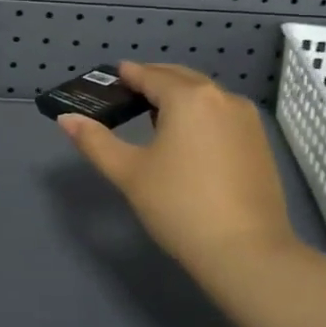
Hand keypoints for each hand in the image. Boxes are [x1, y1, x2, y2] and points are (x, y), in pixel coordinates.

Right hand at [57, 62, 298, 273]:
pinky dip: (201, 113)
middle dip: (154, 80)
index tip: (113, 76)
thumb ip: (96, 142)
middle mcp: (222, 97)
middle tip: (129, 92)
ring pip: (205, 95)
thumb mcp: (130, 173)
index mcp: (188, 97)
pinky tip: (188, 138)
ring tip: (155, 115)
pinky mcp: (259, 141)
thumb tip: (66, 119)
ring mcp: (246, 119)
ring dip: (179, 96)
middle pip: (181, 78)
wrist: (245, 252)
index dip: (129, 75)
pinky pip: (222, 113)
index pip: (151, 76)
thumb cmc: (180, 206)